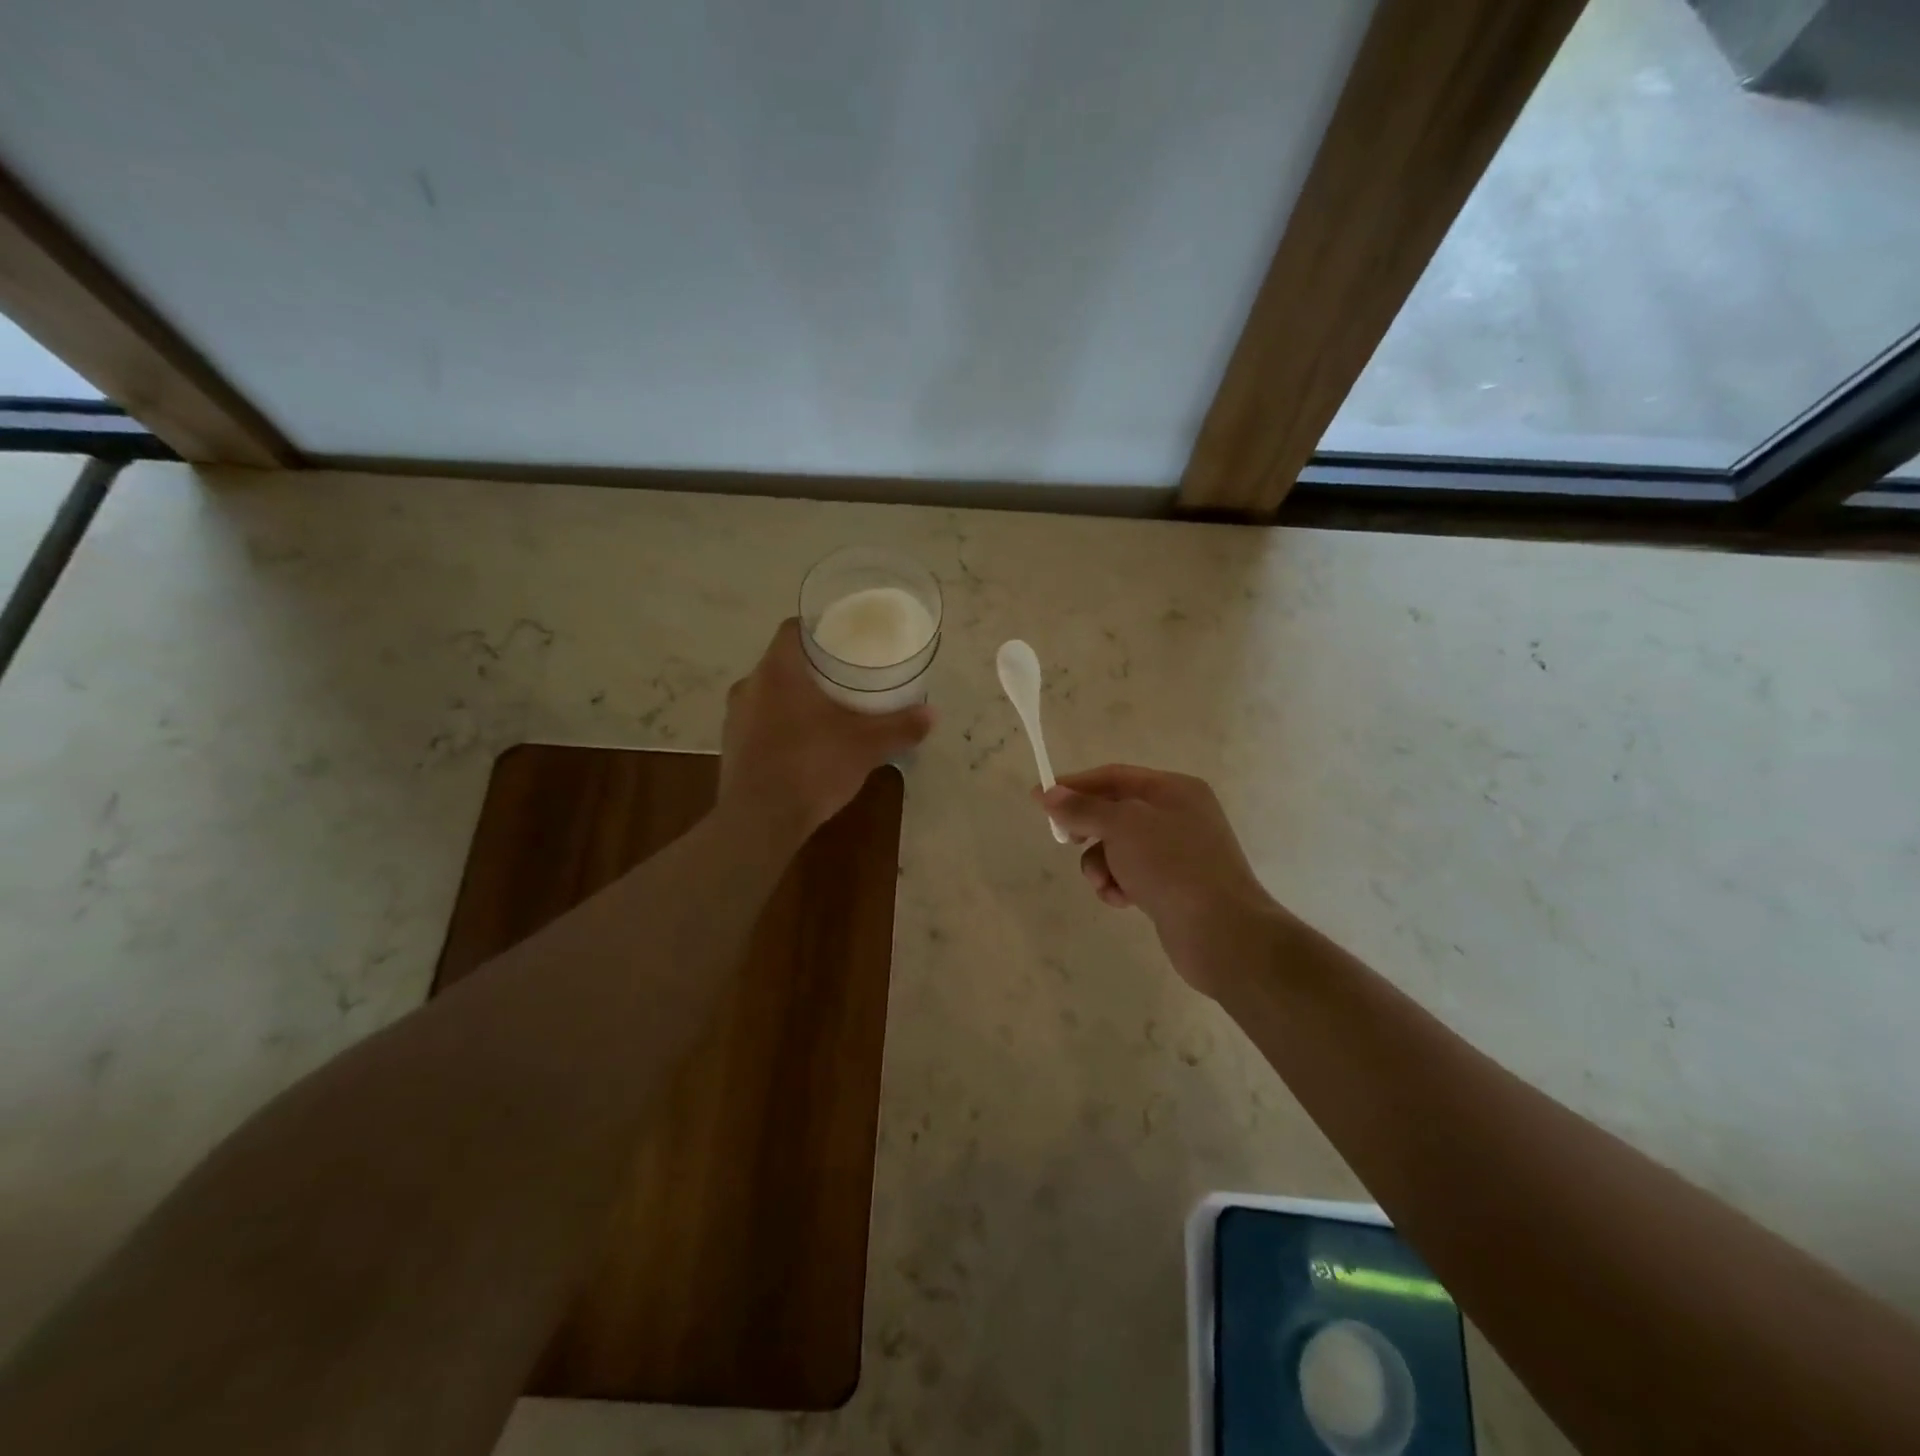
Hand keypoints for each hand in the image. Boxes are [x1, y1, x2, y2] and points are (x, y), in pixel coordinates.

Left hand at [719, 619, 932, 843]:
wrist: (760, 821)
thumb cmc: (812, 766)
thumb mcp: (866, 745)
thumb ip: (900, 726)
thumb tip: (932, 713)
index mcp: (778, 670)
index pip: (794, 629)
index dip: (819, 629)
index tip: (844, 638)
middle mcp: (750, 685)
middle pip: (783, 662)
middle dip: (813, 668)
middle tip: (846, 677)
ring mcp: (735, 717)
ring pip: (770, 693)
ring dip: (795, 698)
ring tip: (828, 711)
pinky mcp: (731, 746)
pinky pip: (760, 722)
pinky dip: (782, 724)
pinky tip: (806, 744)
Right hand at [1039, 765, 1278, 993]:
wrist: (1221, 932)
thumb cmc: (1171, 865)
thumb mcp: (1121, 826)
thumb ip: (1083, 808)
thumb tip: (1050, 794)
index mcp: (1174, 790)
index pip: (1113, 776)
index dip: (1074, 785)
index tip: (1038, 797)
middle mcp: (1178, 815)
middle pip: (1115, 812)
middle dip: (1089, 830)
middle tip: (1067, 841)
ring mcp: (1178, 852)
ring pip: (1119, 848)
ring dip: (1101, 864)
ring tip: (1104, 883)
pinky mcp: (1173, 886)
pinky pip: (1131, 875)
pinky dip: (1118, 885)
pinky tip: (1121, 900)